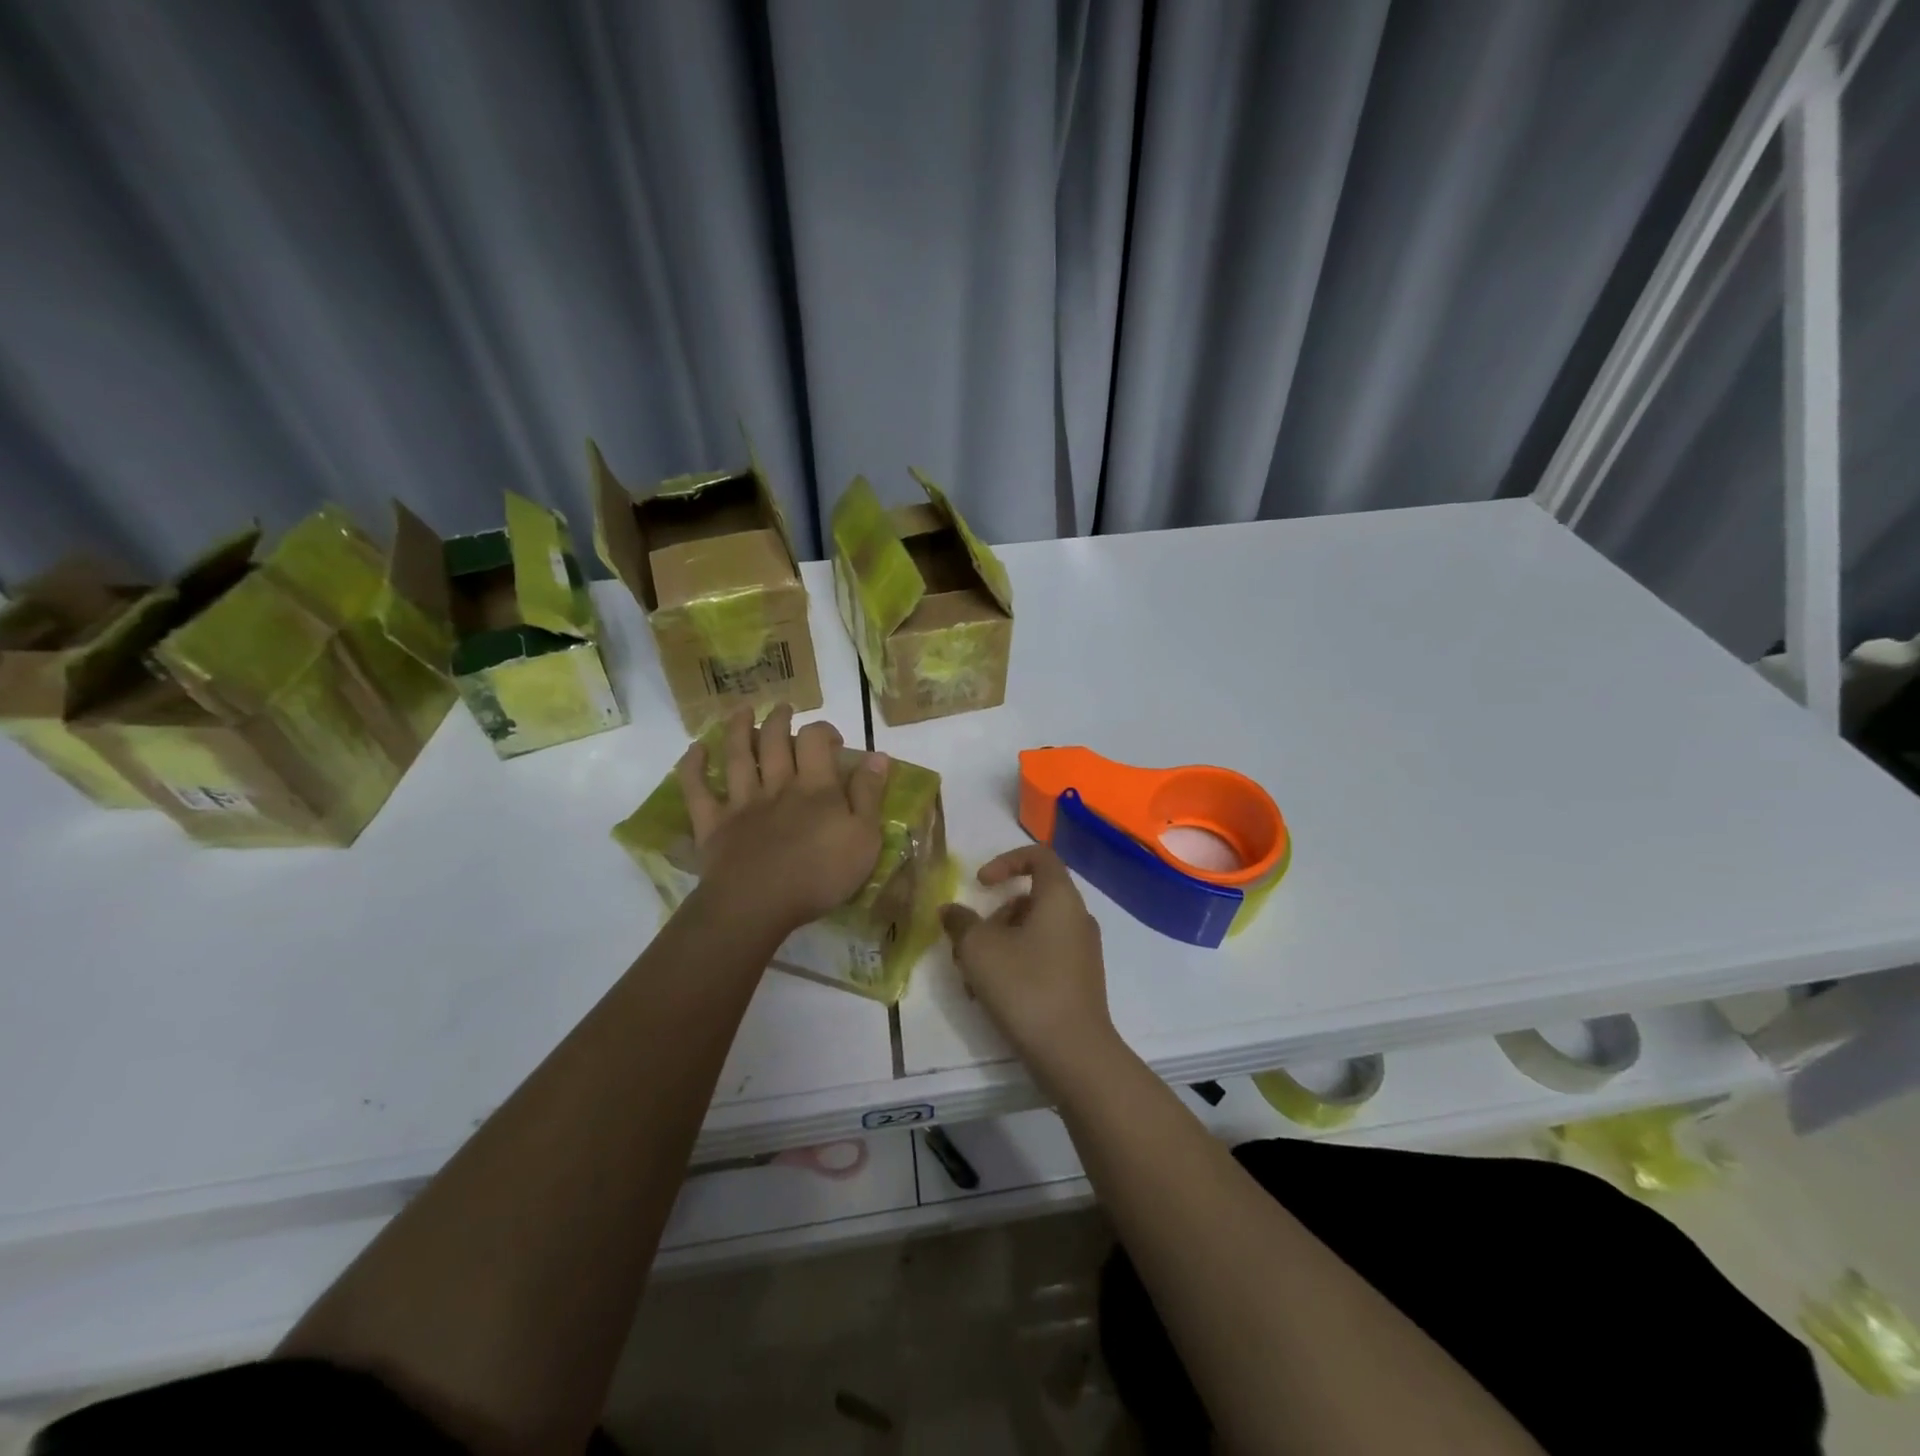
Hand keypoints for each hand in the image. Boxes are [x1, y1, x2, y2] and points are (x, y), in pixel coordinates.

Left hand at [679, 705, 888, 935]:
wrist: (758, 904)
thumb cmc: (820, 875)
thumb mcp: (864, 838)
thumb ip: (869, 796)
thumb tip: (878, 756)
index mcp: (816, 788)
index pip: (816, 741)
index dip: (823, 730)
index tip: (833, 739)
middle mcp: (777, 785)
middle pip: (776, 741)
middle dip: (781, 720)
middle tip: (784, 709)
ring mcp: (742, 803)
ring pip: (738, 756)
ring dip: (740, 730)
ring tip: (743, 712)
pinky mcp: (713, 824)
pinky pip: (698, 790)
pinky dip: (694, 767)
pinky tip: (695, 750)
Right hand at [939, 845, 1117, 1089]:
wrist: (1073, 1053)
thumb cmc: (1025, 986)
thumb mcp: (978, 950)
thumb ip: (961, 923)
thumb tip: (951, 911)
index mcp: (1060, 898)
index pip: (1039, 856)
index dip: (1005, 861)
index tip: (981, 884)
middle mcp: (1077, 917)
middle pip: (1031, 899)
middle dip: (994, 917)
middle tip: (968, 945)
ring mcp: (1082, 951)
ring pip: (1033, 931)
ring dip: (999, 946)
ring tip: (972, 979)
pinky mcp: (1080, 981)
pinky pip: (1043, 957)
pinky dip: (1016, 965)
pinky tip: (992, 996)